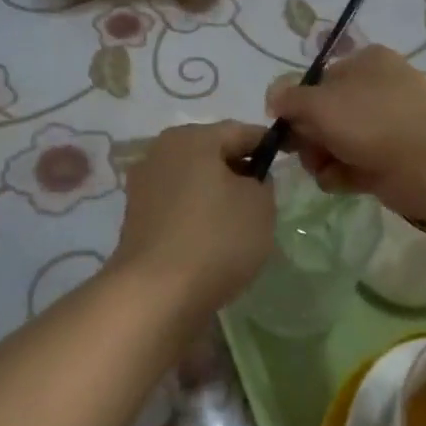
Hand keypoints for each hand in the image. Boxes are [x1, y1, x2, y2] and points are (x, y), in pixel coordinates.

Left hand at [109, 120, 274, 314]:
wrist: (156, 293)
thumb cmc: (216, 237)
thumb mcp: (260, 204)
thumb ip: (262, 182)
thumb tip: (248, 181)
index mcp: (191, 137)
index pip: (241, 131)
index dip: (269, 144)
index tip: (289, 160)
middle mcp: (161, 152)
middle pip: (212, 153)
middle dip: (239, 170)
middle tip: (266, 196)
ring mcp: (143, 185)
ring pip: (194, 180)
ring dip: (217, 194)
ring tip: (241, 222)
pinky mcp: (136, 218)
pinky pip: (178, 206)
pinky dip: (197, 215)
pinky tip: (213, 239)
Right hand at [266, 46, 425, 222]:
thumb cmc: (373, 121)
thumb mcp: (319, 102)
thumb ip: (288, 98)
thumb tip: (273, 98)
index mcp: (366, 62)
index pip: (318, 81)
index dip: (297, 106)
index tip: (286, 128)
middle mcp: (379, 88)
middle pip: (326, 113)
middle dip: (309, 137)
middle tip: (307, 153)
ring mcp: (390, 125)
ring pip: (339, 142)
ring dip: (323, 159)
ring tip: (326, 170)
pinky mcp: (396, 160)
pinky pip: (356, 165)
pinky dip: (344, 175)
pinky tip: (342, 183)